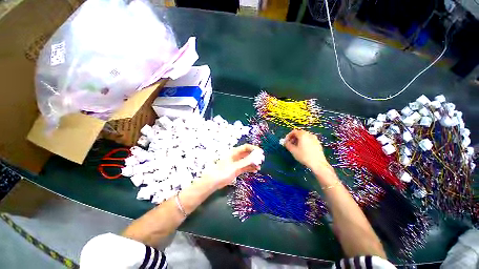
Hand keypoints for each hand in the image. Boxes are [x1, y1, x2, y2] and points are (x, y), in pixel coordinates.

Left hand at [202, 144, 261, 188]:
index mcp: (235, 152)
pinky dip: (250, 168)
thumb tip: (257, 156)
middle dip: (255, 156)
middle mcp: (236, 156)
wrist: (214, 181)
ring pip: (247, 161)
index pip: (246, 147)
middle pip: (248, 154)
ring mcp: (237, 163)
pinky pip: (246, 167)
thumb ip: (246, 161)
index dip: (254, 148)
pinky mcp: (237, 169)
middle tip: (262, 160)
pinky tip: (255, 171)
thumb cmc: (223, 172)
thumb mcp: (236, 166)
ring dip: (253, 163)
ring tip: (259, 167)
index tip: (261, 152)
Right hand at [283, 129, 330, 172]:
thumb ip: (287, 144)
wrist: (318, 163)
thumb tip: (285, 142)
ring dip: (299, 140)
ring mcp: (315, 138)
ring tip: (296, 147)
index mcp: (303, 135)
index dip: (288, 136)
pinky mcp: (318, 143)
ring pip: (304, 137)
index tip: (286, 141)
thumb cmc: (304, 156)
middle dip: (293, 138)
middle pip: (299, 133)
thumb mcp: (293, 150)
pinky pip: (309, 140)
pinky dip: (304, 142)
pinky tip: (303, 149)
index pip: (294, 131)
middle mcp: (309, 134)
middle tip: (290, 144)